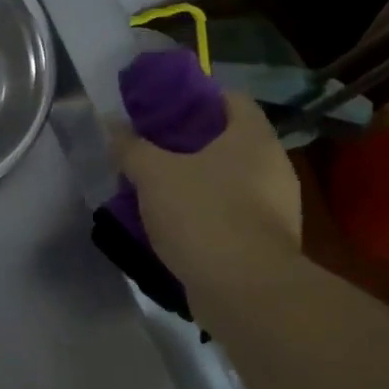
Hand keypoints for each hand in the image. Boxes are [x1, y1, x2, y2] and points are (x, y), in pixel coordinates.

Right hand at [115, 89, 301, 293]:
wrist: (245, 290)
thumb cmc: (203, 214)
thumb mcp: (153, 175)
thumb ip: (131, 147)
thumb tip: (111, 125)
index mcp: (253, 138)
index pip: (231, 99)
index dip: (197, 98)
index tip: (164, 110)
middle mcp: (274, 166)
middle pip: (229, 141)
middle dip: (190, 145)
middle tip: (152, 150)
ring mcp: (277, 207)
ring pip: (230, 181)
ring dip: (197, 182)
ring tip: (157, 189)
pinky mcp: (269, 242)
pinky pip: (233, 214)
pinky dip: (207, 214)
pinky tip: (176, 225)